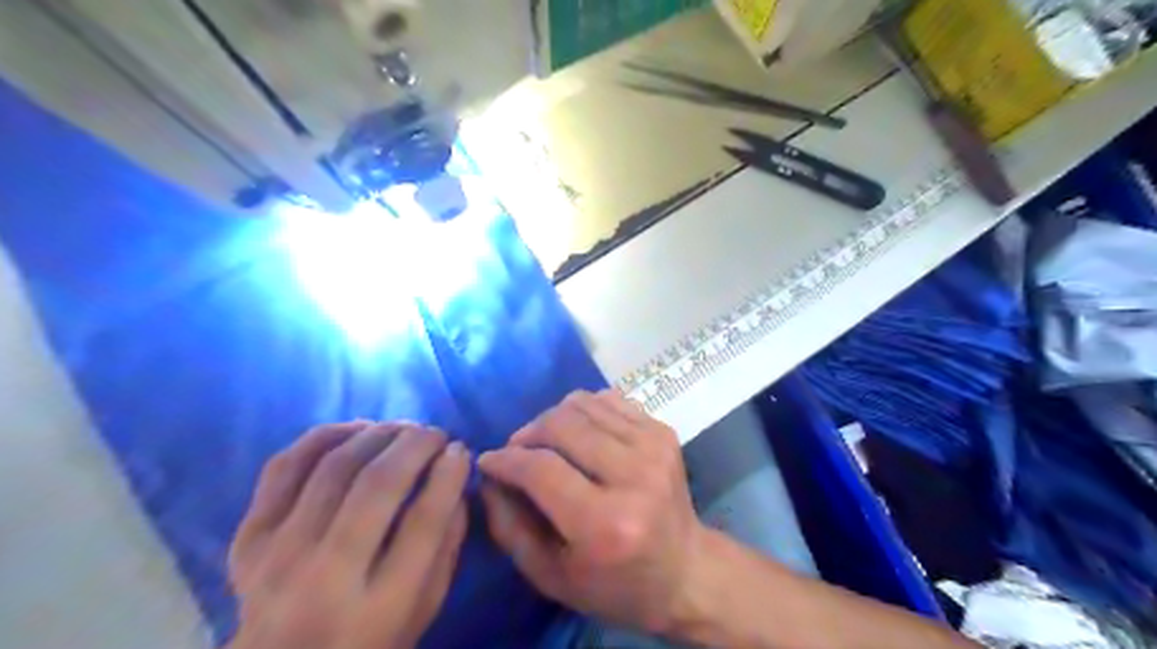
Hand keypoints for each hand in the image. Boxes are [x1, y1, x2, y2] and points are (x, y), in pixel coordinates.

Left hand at [226, 421, 469, 648]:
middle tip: (435, 433)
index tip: (459, 449)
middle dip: (416, 444)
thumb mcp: (427, 606)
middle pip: (378, 485)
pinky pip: (284, 467)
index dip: (448, 473)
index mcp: (381, 608)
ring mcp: (279, 557)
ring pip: (335, 467)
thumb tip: (454, 471)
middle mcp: (326, 579)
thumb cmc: (371, 640)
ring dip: (378, 434)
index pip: (424, 521)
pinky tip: (356, 430)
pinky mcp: (249, 540)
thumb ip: (448, 541)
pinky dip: (324, 436)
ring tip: (402, 429)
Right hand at [476, 389, 699, 632]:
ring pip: (583, 404)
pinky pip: (608, 399)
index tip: (489, 461)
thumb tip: (488, 475)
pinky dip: (583, 410)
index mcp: (605, 524)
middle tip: (517, 451)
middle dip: (527, 433)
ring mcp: (653, 447)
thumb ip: (509, 526)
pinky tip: (579, 434)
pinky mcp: (663, 431)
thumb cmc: (614, 583)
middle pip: (562, 425)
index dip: (506, 460)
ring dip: (553, 418)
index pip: (541, 469)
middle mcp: (634, 476)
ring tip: (546, 442)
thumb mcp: (550, 575)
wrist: (686, 571)